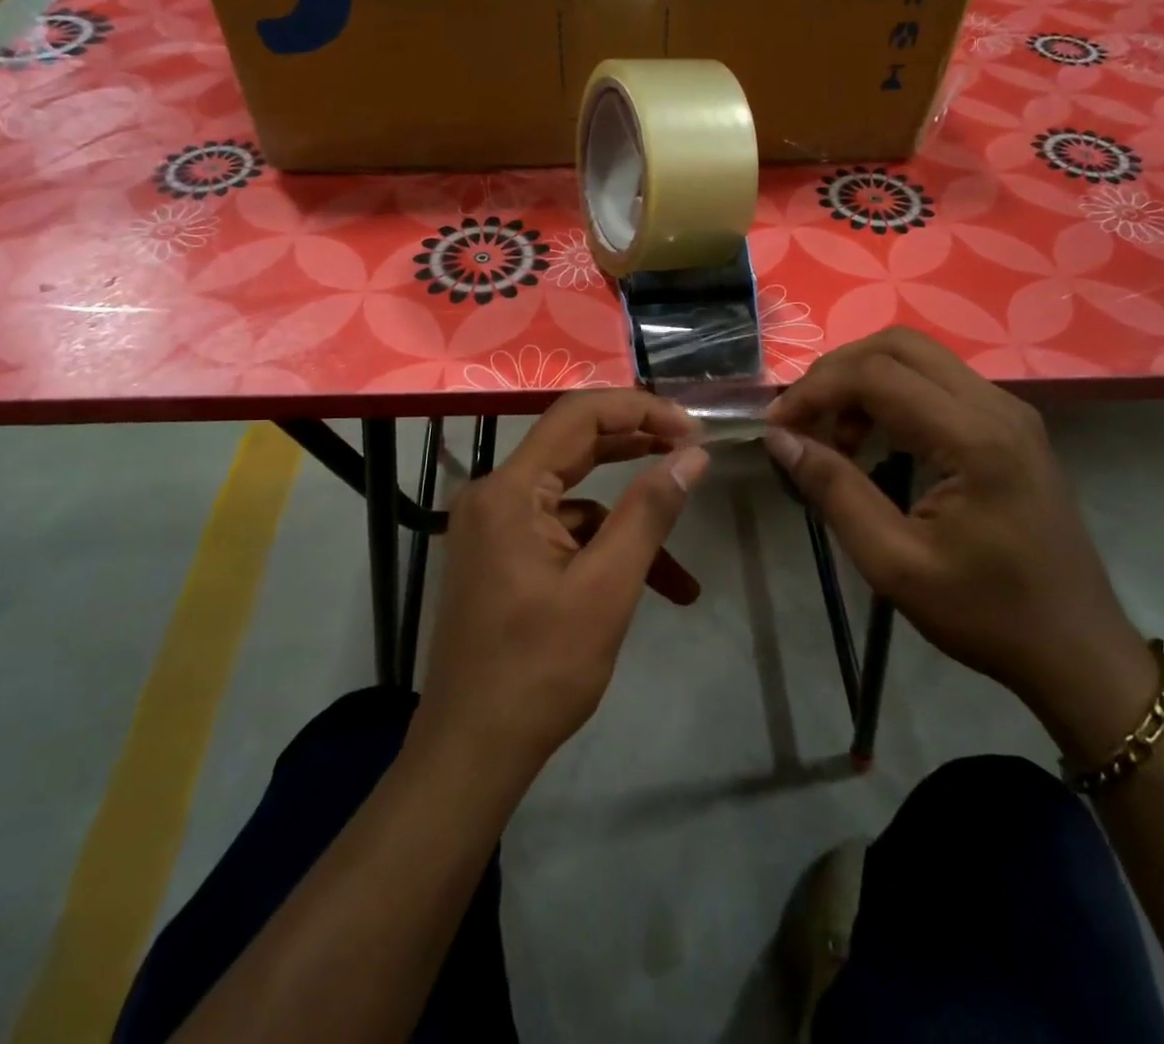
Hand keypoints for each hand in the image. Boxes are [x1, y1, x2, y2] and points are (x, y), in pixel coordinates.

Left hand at [416, 391, 709, 785]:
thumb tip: (692, 454)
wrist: (471, 752)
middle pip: (574, 447)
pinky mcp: (500, 555)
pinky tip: (646, 592)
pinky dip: (602, 553)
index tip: (692, 430)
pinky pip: (560, 534)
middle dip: (637, 448)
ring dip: (627, 525)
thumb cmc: (540, 670)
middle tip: (692, 452)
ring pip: (575, 500)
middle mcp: (494, 494)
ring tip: (682, 571)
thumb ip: (649, 511)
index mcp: (509, 490)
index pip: (579, 416)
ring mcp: (493, 526)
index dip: (640, 411)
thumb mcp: (607, 588)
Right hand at [765, 328, 1153, 758]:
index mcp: (974, 439)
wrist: (1078, 651)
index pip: (876, 375)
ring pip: (917, 358)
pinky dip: (890, 396)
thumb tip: (779, 438)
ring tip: (833, 437)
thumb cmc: (986, 614)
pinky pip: (936, 383)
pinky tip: (873, 441)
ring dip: (863, 382)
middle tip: (801, 419)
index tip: (776, 426)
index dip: (815, 391)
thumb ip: (834, 491)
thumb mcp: (894, 564)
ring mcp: (1008, 412)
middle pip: (898, 346)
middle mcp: (997, 407)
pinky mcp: (1008, 426)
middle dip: (837, 372)